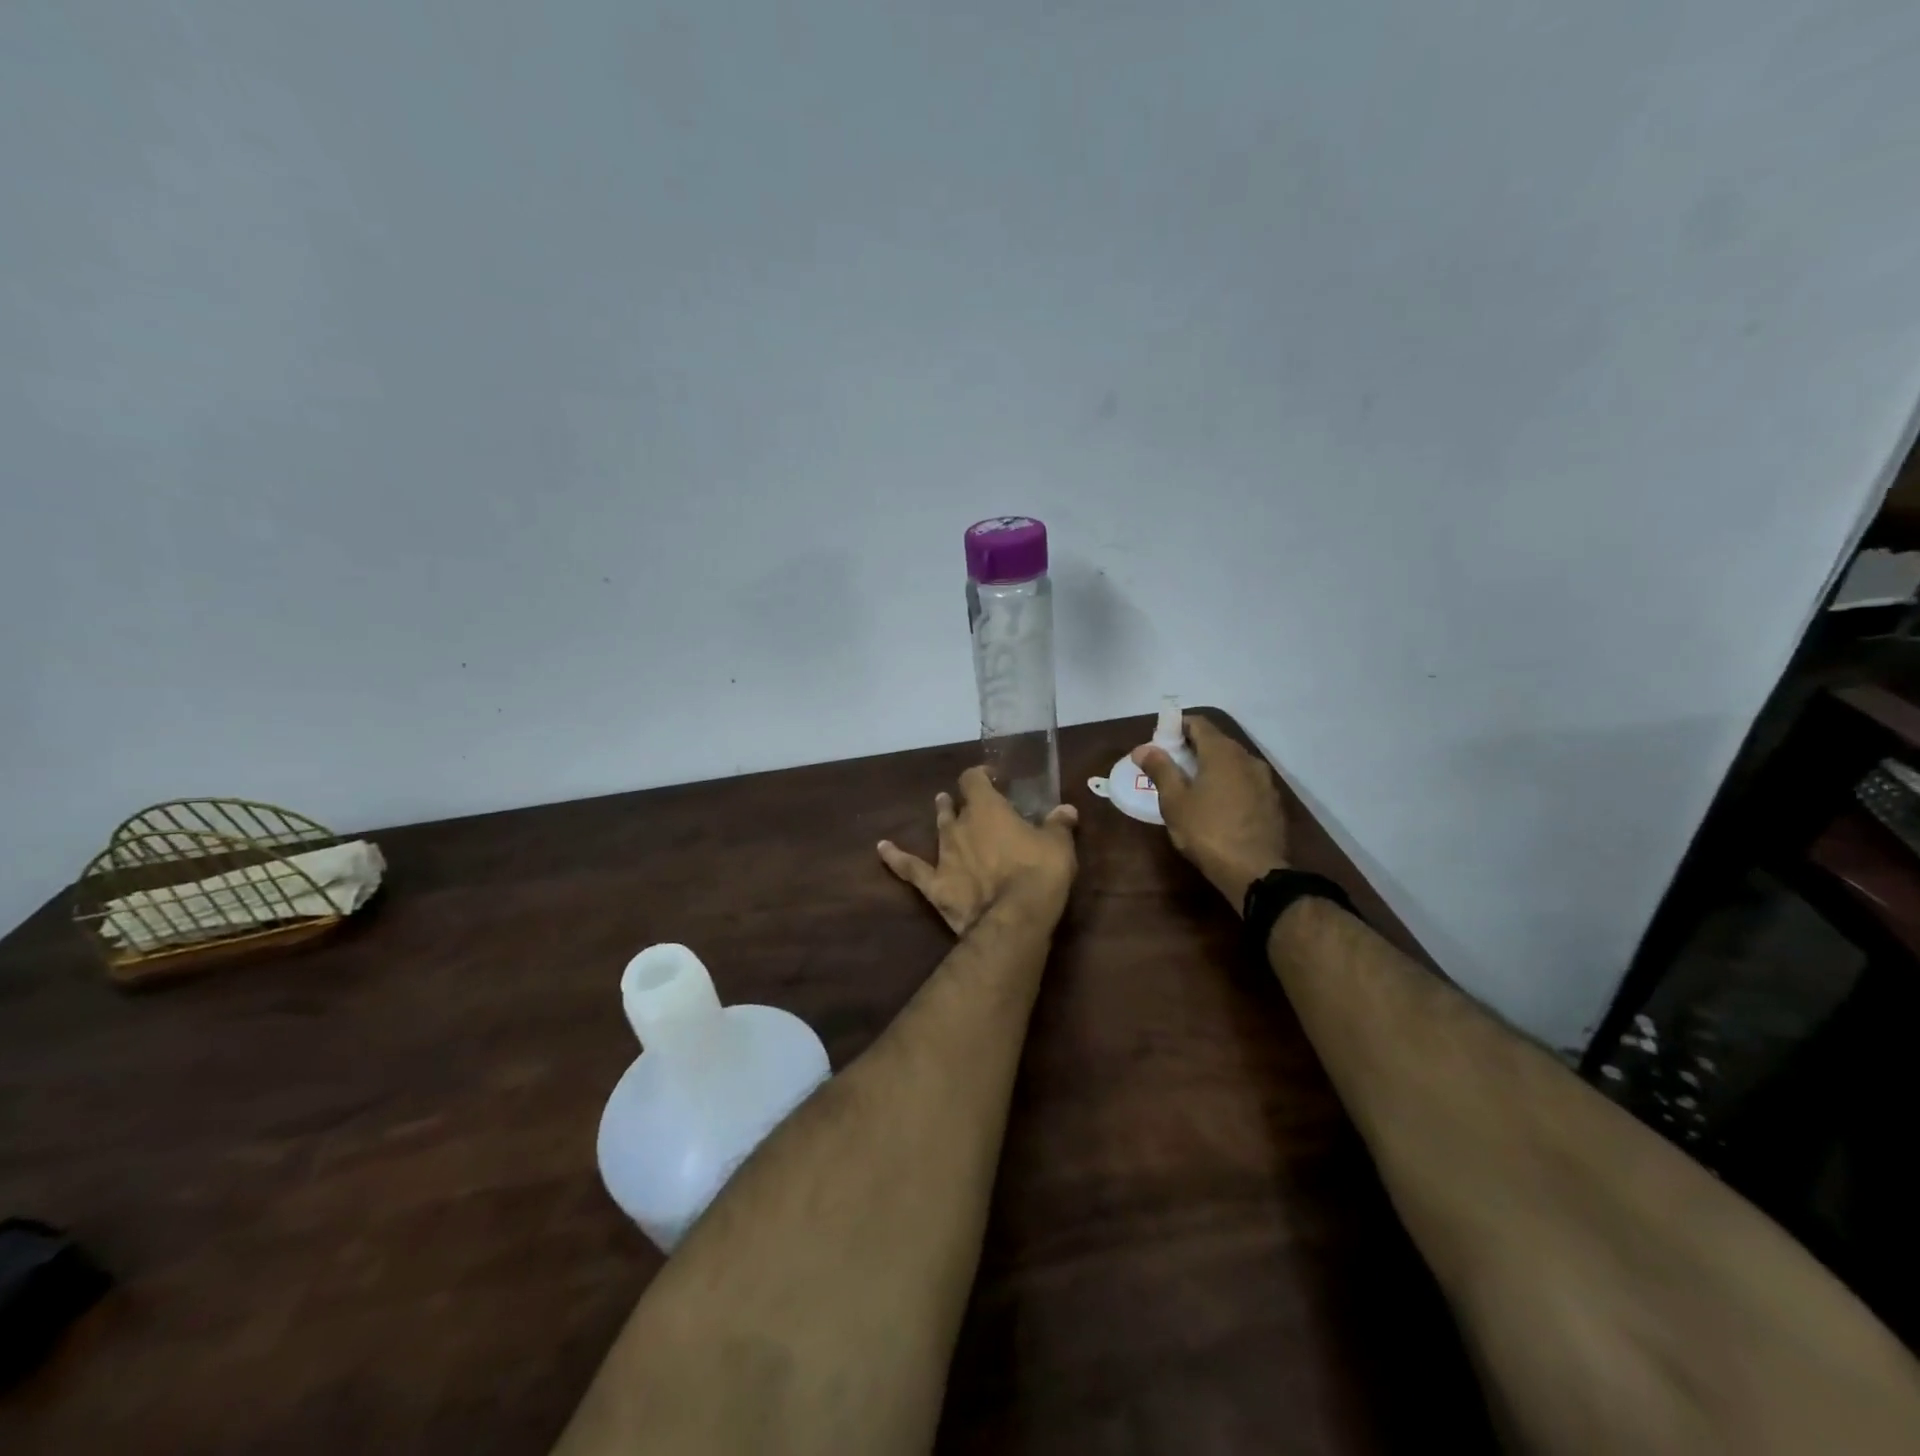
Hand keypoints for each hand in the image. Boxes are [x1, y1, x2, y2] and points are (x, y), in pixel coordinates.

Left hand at [877, 767, 1078, 935]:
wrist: (1014, 917)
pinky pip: (910, 869)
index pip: (975, 779)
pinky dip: (895, 858)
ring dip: (941, 818)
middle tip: (970, 801)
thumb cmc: (1039, 872)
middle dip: (963, 802)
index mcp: (988, 809)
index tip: (993, 778)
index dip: (981, 775)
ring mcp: (944, 855)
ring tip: (940, 805)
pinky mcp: (935, 884)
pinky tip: (882, 848)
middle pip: (957, 805)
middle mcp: (960, 826)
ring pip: (939, 829)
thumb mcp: (1059, 845)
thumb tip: (1066, 809)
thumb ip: (1058, 824)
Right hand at [1133, 716, 1288, 910]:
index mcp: (1222, 752)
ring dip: (1212, 767)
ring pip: (1233, 763)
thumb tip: (1143, 748)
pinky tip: (1217, 806)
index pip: (1198, 723)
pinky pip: (1245, 782)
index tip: (1160, 741)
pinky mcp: (1272, 802)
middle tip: (1170, 766)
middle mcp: (1247, 758)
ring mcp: (1264, 781)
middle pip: (1217, 741)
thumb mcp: (1175, 802)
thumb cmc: (1208, 832)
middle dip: (1192, 748)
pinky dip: (1228, 784)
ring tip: (1192, 787)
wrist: (1256, 872)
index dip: (1177, 726)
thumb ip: (1160, 769)